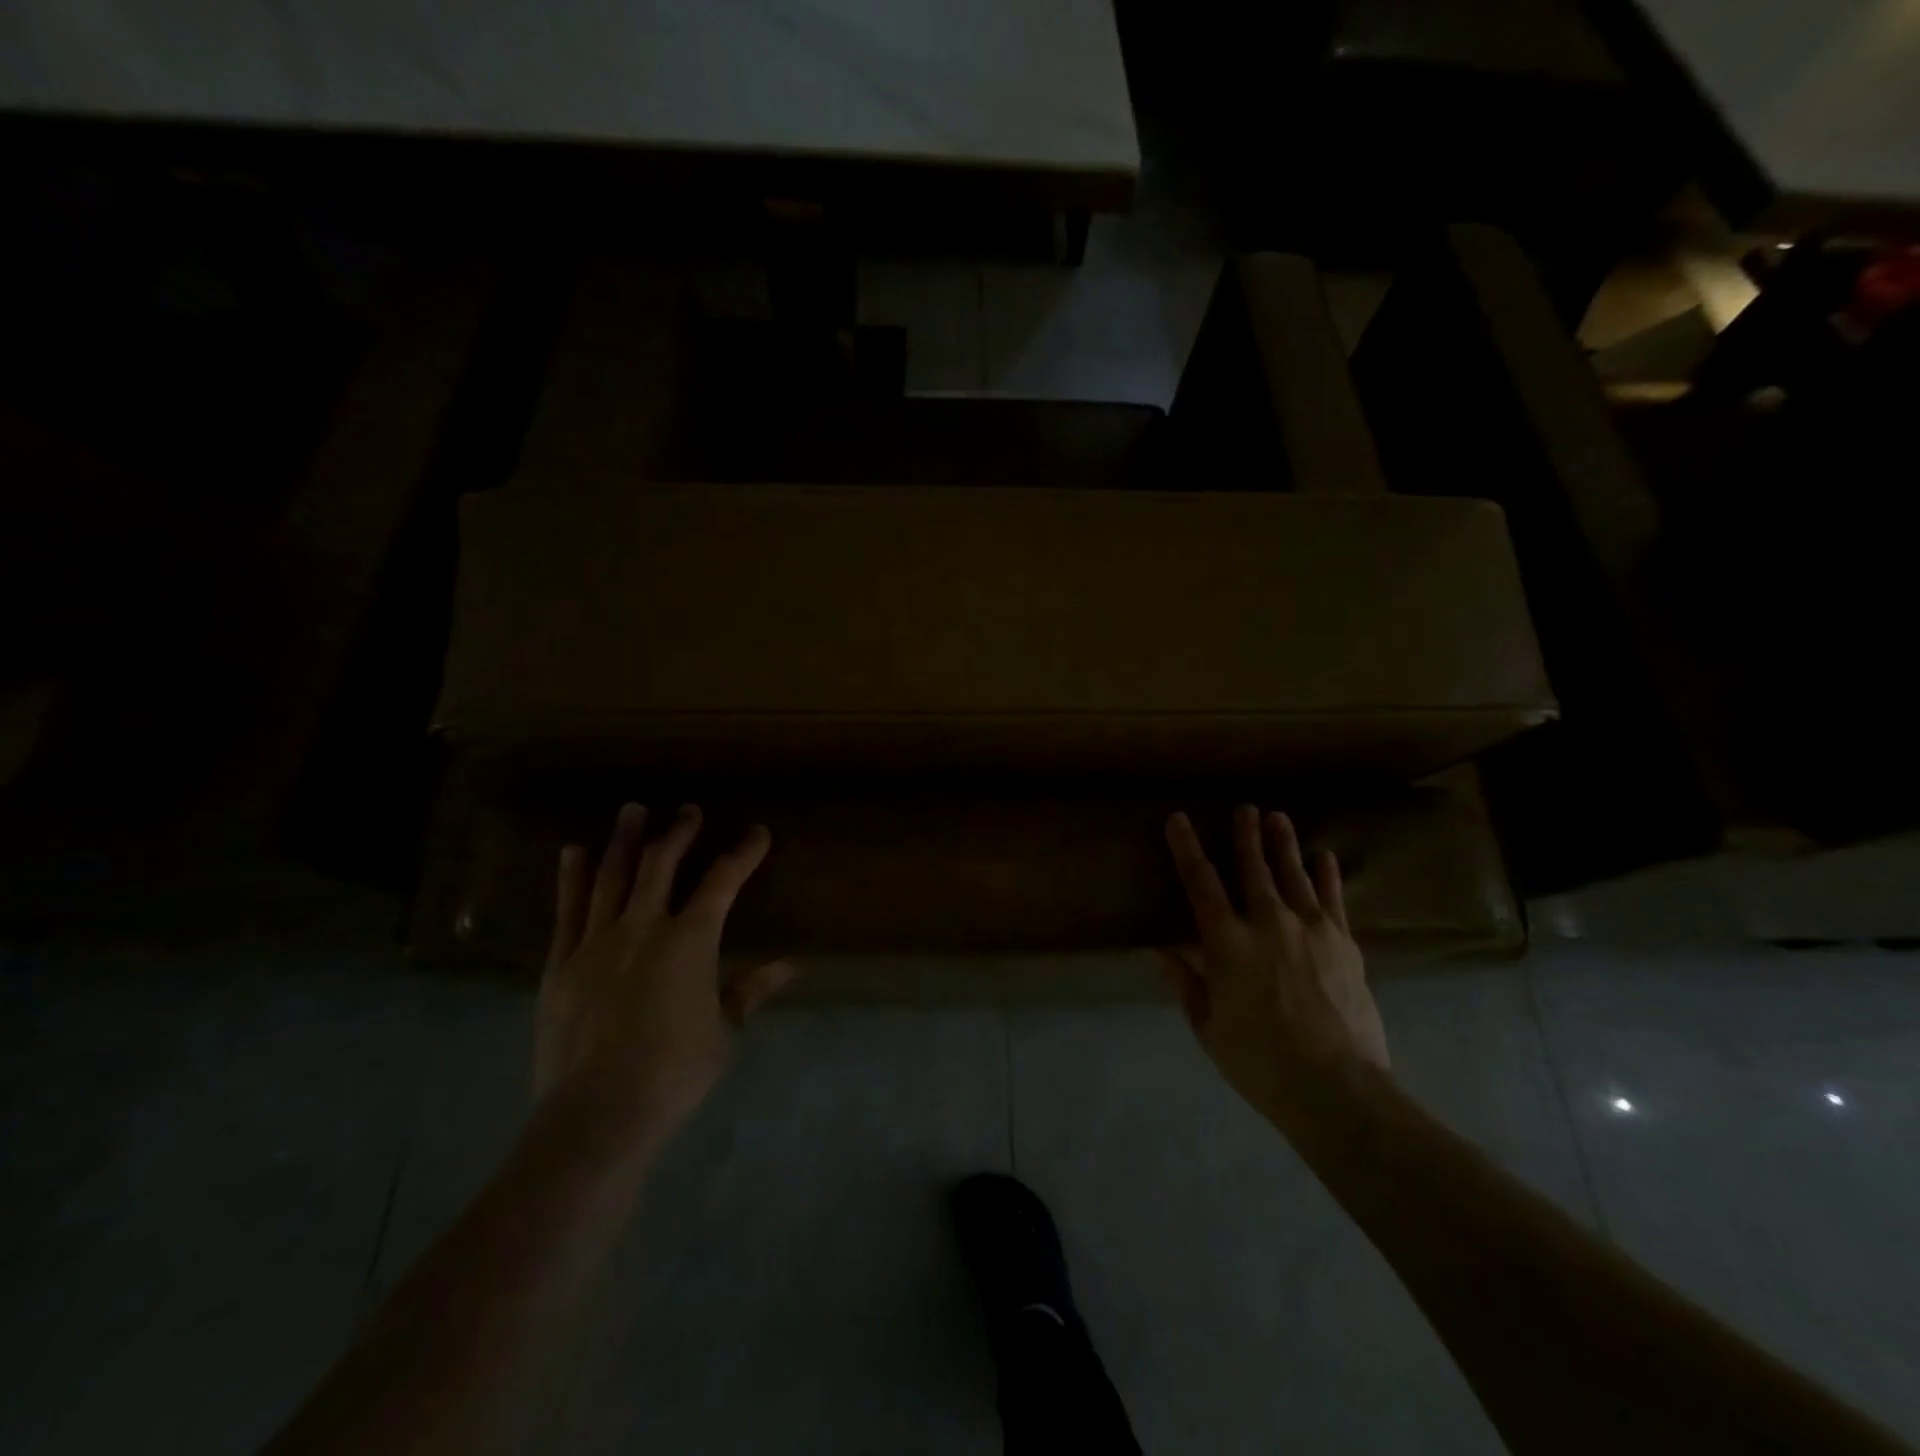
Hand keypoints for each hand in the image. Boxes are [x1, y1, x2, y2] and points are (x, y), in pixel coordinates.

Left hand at [535, 803, 794, 1142]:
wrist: (597, 1113)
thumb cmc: (674, 1072)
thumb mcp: (725, 1031)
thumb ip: (751, 989)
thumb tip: (792, 964)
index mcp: (690, 940)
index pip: (723, 881)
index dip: (743, 853)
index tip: (757, 833)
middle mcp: (643, 927)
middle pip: (662, 864)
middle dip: (679, 833)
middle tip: (688, 810)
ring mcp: (596, 941)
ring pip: (612, 876)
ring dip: (625, 840)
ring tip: (632, 809)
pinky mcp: (560, 963)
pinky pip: (567, 910)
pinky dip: (571, 877)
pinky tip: (572, 851)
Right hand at [1159, 806, 1388, 1121]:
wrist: (1336, 1087)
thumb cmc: (1259, 1061)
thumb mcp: (1209, 1027)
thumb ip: (1185, 984)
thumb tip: (1157, 952)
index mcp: (1227, 943)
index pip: (1200, 883)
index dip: (1186, 848)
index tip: (1179, 819)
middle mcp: (1268, 923)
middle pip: (1252, 868)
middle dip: (1245, 836)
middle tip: (1244, 808)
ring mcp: (1310, 929)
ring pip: (1293, 874)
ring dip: (1283, 844)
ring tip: (1278, 818)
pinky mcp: (1343, 943)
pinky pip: (1333, 898)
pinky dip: (1327, 875)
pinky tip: (1325, 856)